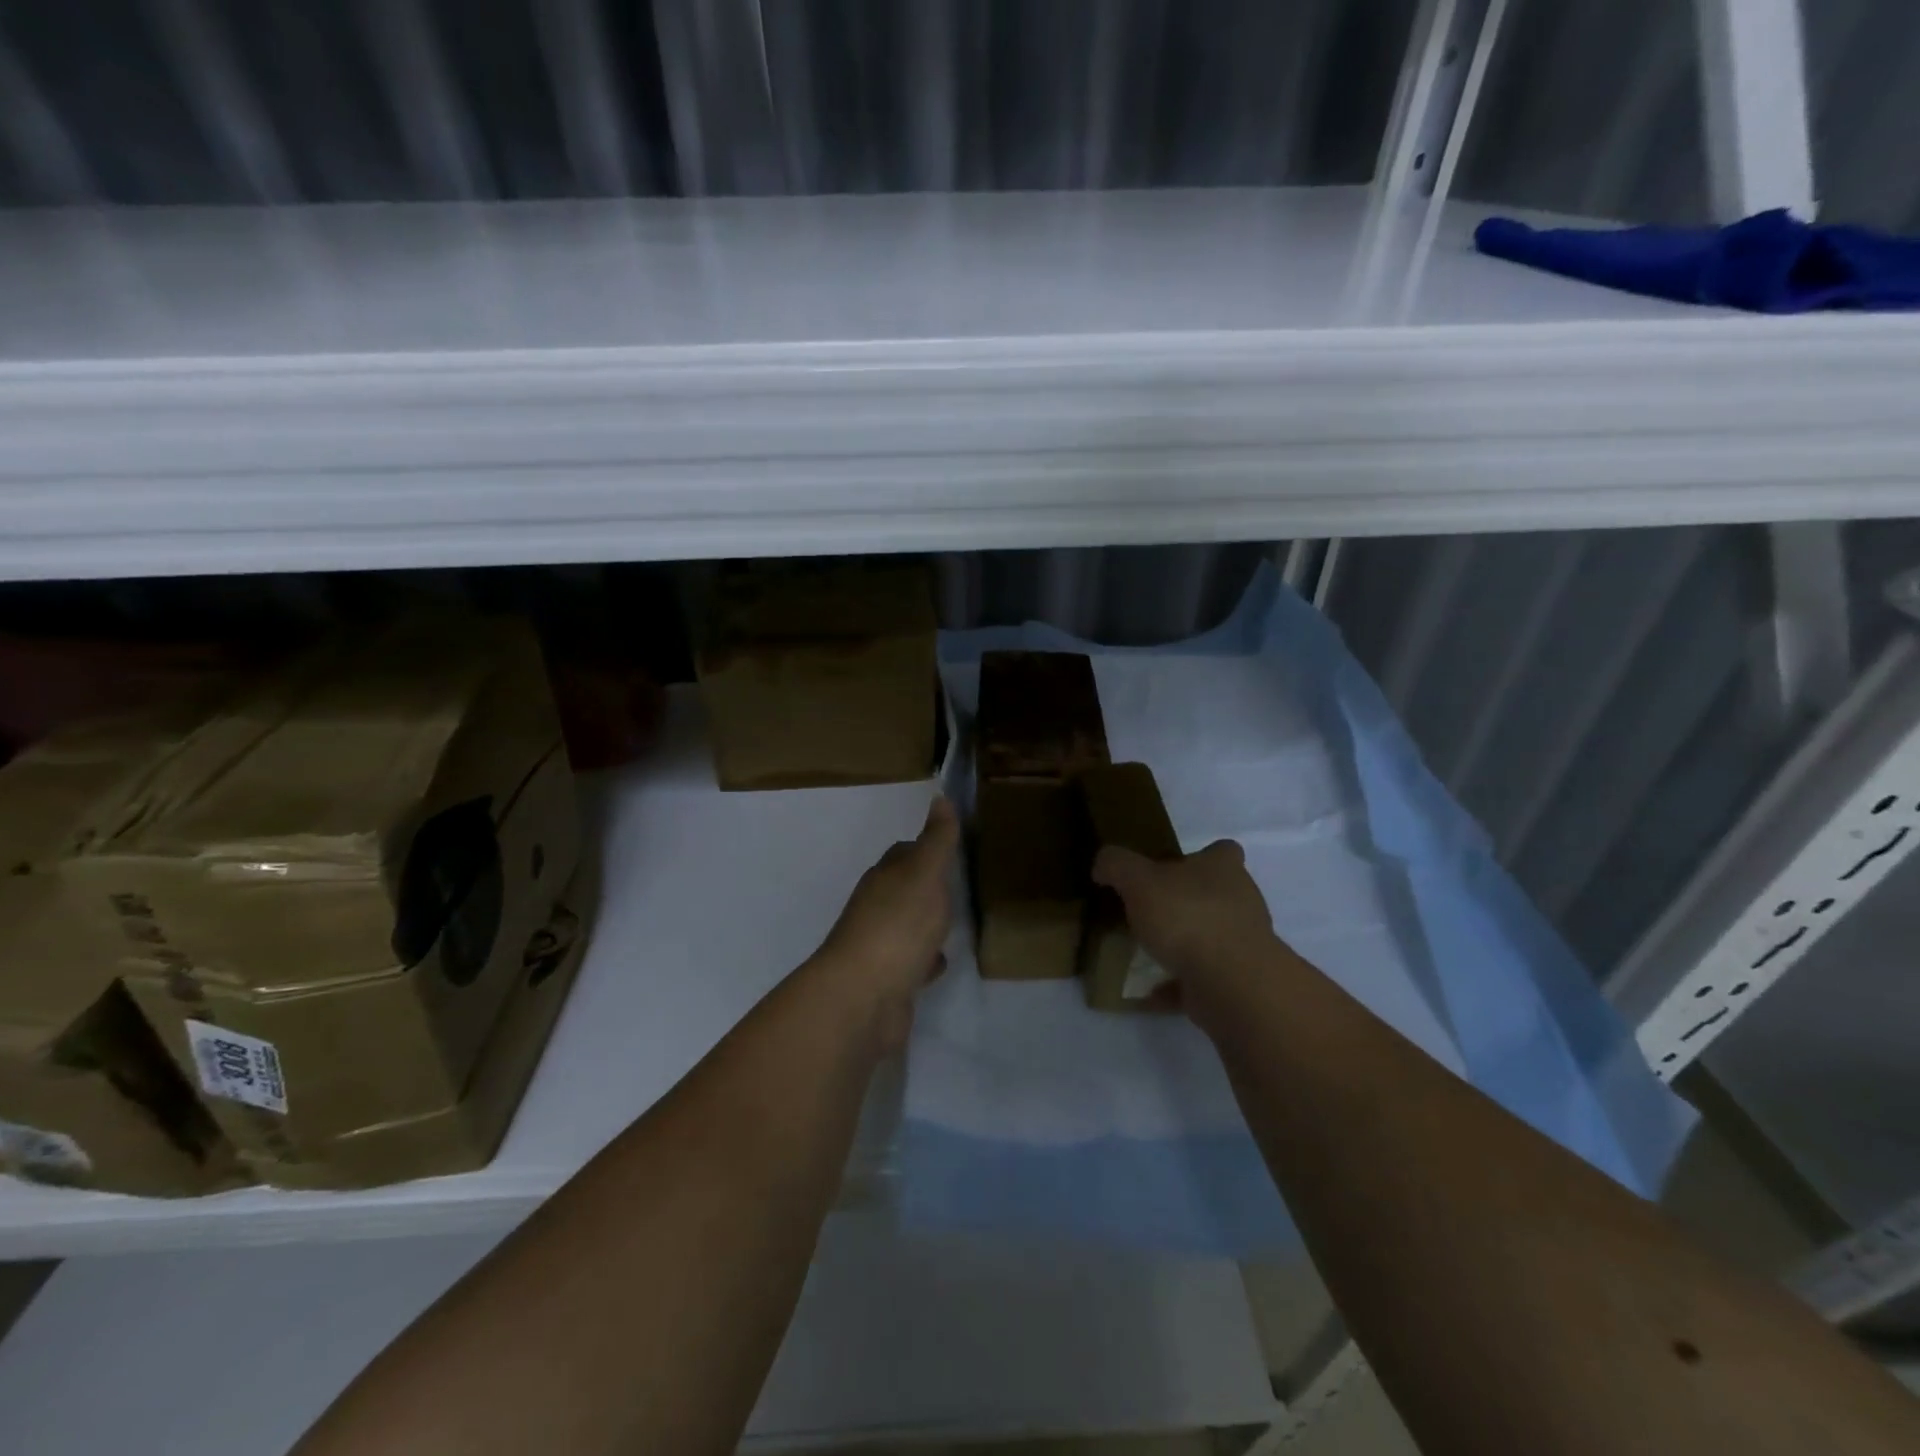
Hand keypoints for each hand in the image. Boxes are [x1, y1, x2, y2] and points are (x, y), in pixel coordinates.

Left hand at [814, 797, 958, 1048]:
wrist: (863, 999)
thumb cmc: (897, 927)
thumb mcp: (925, 875)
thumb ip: (936, 840)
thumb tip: (940, 797)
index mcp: (884, 878)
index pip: (905, 853)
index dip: (927, 848)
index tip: (952, 846)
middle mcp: (876, 908)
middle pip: (904, 889)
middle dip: (927, 886)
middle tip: (959, 884)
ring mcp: (879, 946)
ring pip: (906, 926)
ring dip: (925, 923)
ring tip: (954, 921)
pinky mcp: (887, 981)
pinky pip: (911, 962)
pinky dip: (924, 959)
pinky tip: (940, 963)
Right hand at [1091, 839, 1278, 995]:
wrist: (1231, 984)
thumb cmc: (1187, 917)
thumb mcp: (1138, 880)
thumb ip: (1117, 865)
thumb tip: (1103, 864)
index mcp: (1223, 868)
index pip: (1222, 851)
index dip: (1201, 856)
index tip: (1172, 867)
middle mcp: (1241, 901)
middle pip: (1216, 894)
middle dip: (1187, 902)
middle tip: (1149, 910)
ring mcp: (1243, 944)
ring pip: (1210, 937)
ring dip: (1184, 945)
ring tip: (1145, 953)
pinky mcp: (1237, 981)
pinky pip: (1201, 978)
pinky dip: (1177, 984)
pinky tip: (1149, 990)